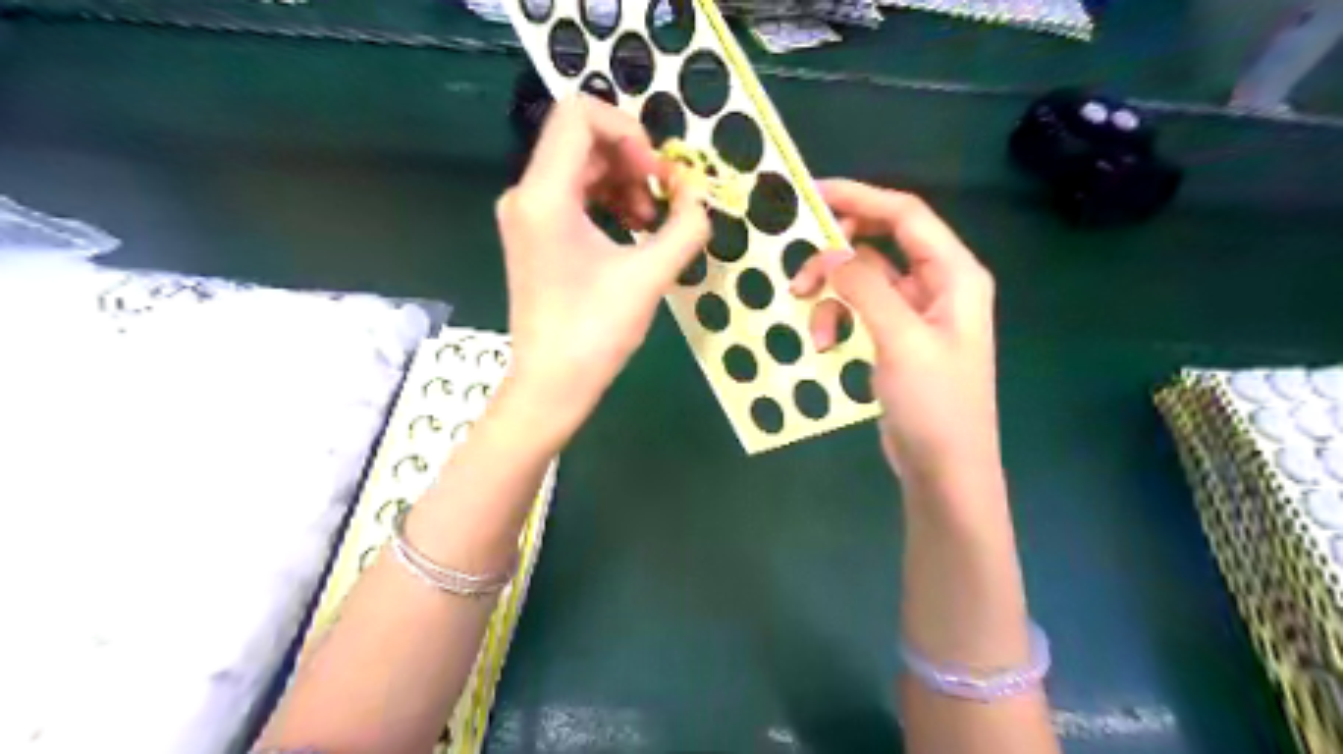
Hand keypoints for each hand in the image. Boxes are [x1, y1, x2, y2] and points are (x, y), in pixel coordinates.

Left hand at [498, 94, 710, 435]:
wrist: (552, 384)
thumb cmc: (596, 332)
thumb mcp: (650, 276)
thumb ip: (686, 226)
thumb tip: (699, 196)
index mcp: (545, 195)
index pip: (579, 115)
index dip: (628, 130)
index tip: (657, 174)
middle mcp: (526, 194)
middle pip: (583, 141)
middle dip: (633, 161)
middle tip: (666, 200)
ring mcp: (526, 215)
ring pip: (581, 168)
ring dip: (625, 184)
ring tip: (653, 224)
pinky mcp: (534, 236)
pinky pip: (574, 196)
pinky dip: (608, 202)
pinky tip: (634, 232)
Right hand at [790, 178, 995, 491]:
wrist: (944, 468)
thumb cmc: (935, 404)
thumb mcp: (901, 340)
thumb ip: (866, 288)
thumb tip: (831, 251)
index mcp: (954, 274)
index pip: (905, 215)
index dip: (860, 197)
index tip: (813, 195)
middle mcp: (937, 284)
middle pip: (880, 242)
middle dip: (836, 252)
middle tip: (798, 263)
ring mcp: (915, 312)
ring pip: (863, 278)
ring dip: (831, 291)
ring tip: (804, 309)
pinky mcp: (895, 337)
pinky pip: (859, 309)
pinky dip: (837, 318)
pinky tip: (823, 343)